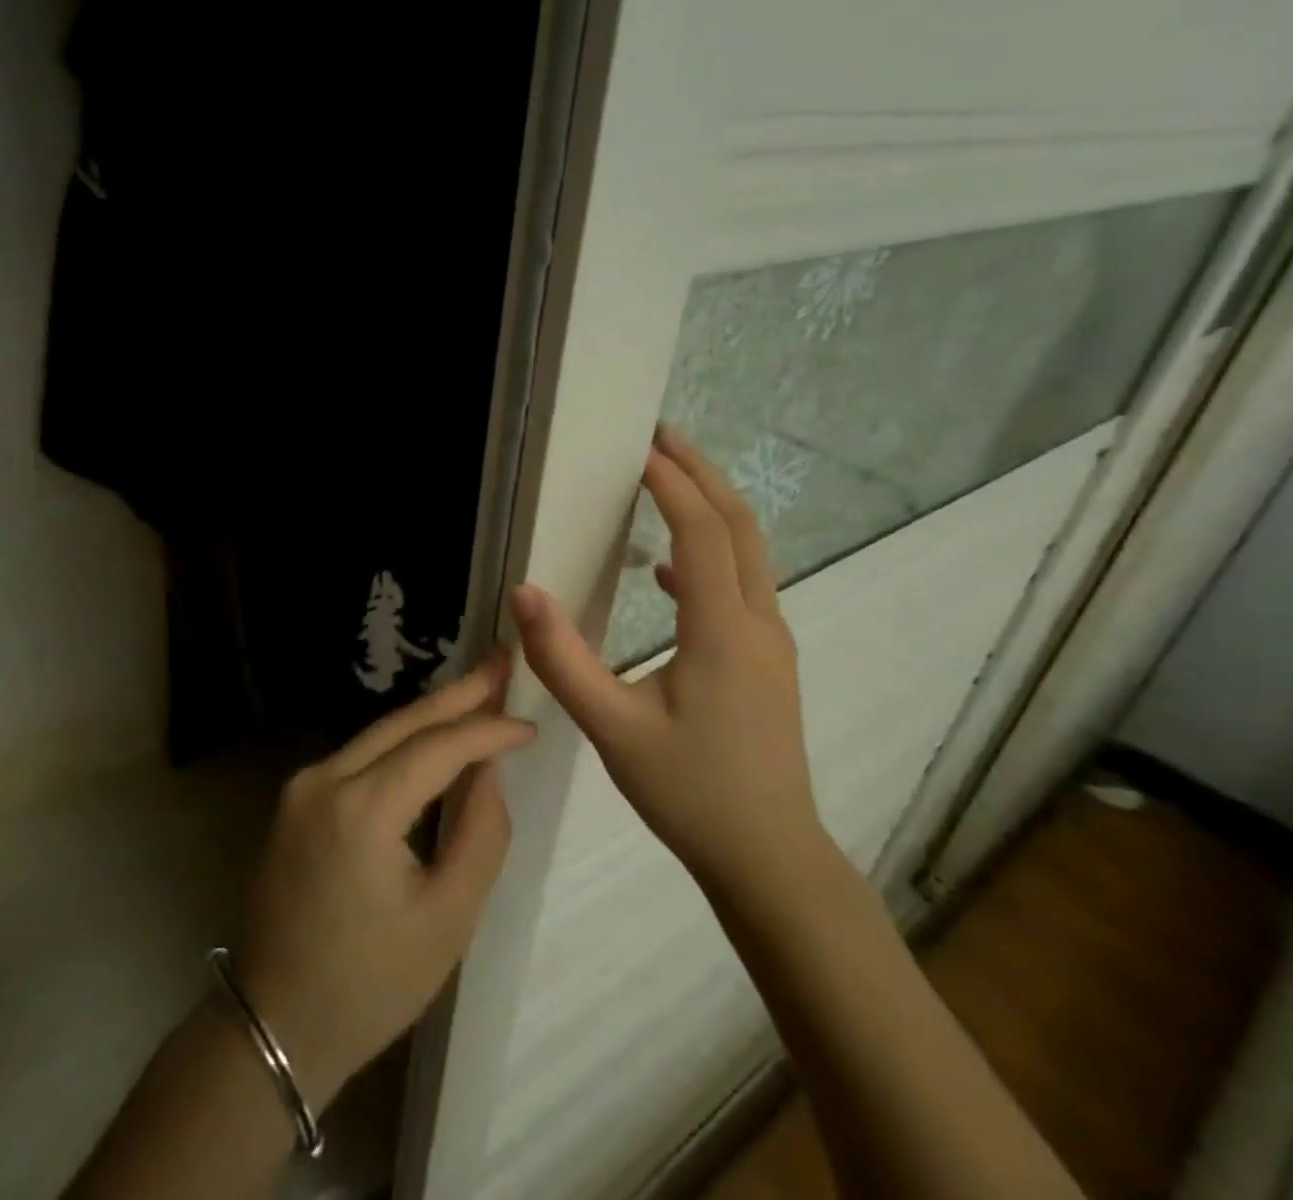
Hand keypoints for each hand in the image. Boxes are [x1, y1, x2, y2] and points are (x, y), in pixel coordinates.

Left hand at [232, 660, 534, 1111]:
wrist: (276, 1025)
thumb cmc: (371, 984)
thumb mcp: (448, 918)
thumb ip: (480, 833)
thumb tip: (488, 768)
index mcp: (360, 809)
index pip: (436, 748)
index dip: (486, 730)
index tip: (529, 724)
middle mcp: (323, 779)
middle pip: (402, 723)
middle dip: (458, 694)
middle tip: (503, 662)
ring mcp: (302, 786)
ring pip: (379, 734)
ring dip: (430, 716)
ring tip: (480, 692)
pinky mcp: (296, 799)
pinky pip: (359, 757)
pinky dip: (401, 744)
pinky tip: (433, 736)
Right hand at [512, 428, 821, 895]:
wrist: (769, 857)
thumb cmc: (689, 792)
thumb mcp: (612, 727)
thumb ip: (563, 659)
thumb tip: (523, 592)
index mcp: (723, 631)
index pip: (701, 533)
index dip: (671, 484)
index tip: (638, 448)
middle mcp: (757, 623)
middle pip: (739, 527)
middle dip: (702, 475)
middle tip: (662, 436)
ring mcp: (769, 643)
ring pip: (748, 553)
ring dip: (711, 508)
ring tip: (667, 480)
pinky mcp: (766, 662)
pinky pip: (741, 585)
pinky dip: (709, 556)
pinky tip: (666, 571)